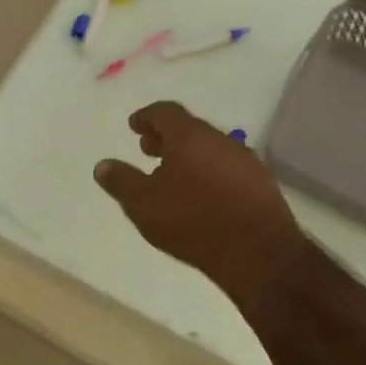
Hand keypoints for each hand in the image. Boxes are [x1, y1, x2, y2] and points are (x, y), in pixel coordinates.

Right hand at [95, 102, 307, 303]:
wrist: (258, 252)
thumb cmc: (192, 221)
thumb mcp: (143, 204)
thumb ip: (121, 181)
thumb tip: (102, 165)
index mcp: (189, 136)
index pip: (165, 112)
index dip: (147, 116)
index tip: (134, 126)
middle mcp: (220, 139)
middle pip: (189, 129)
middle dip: (166, 137)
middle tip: (149, 150)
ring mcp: (245, 161)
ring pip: (210, 149)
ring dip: (189, 156)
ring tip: (173, 176)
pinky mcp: (262, 184)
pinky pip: (228, 168)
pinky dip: (209, 172)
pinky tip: (202, 196)